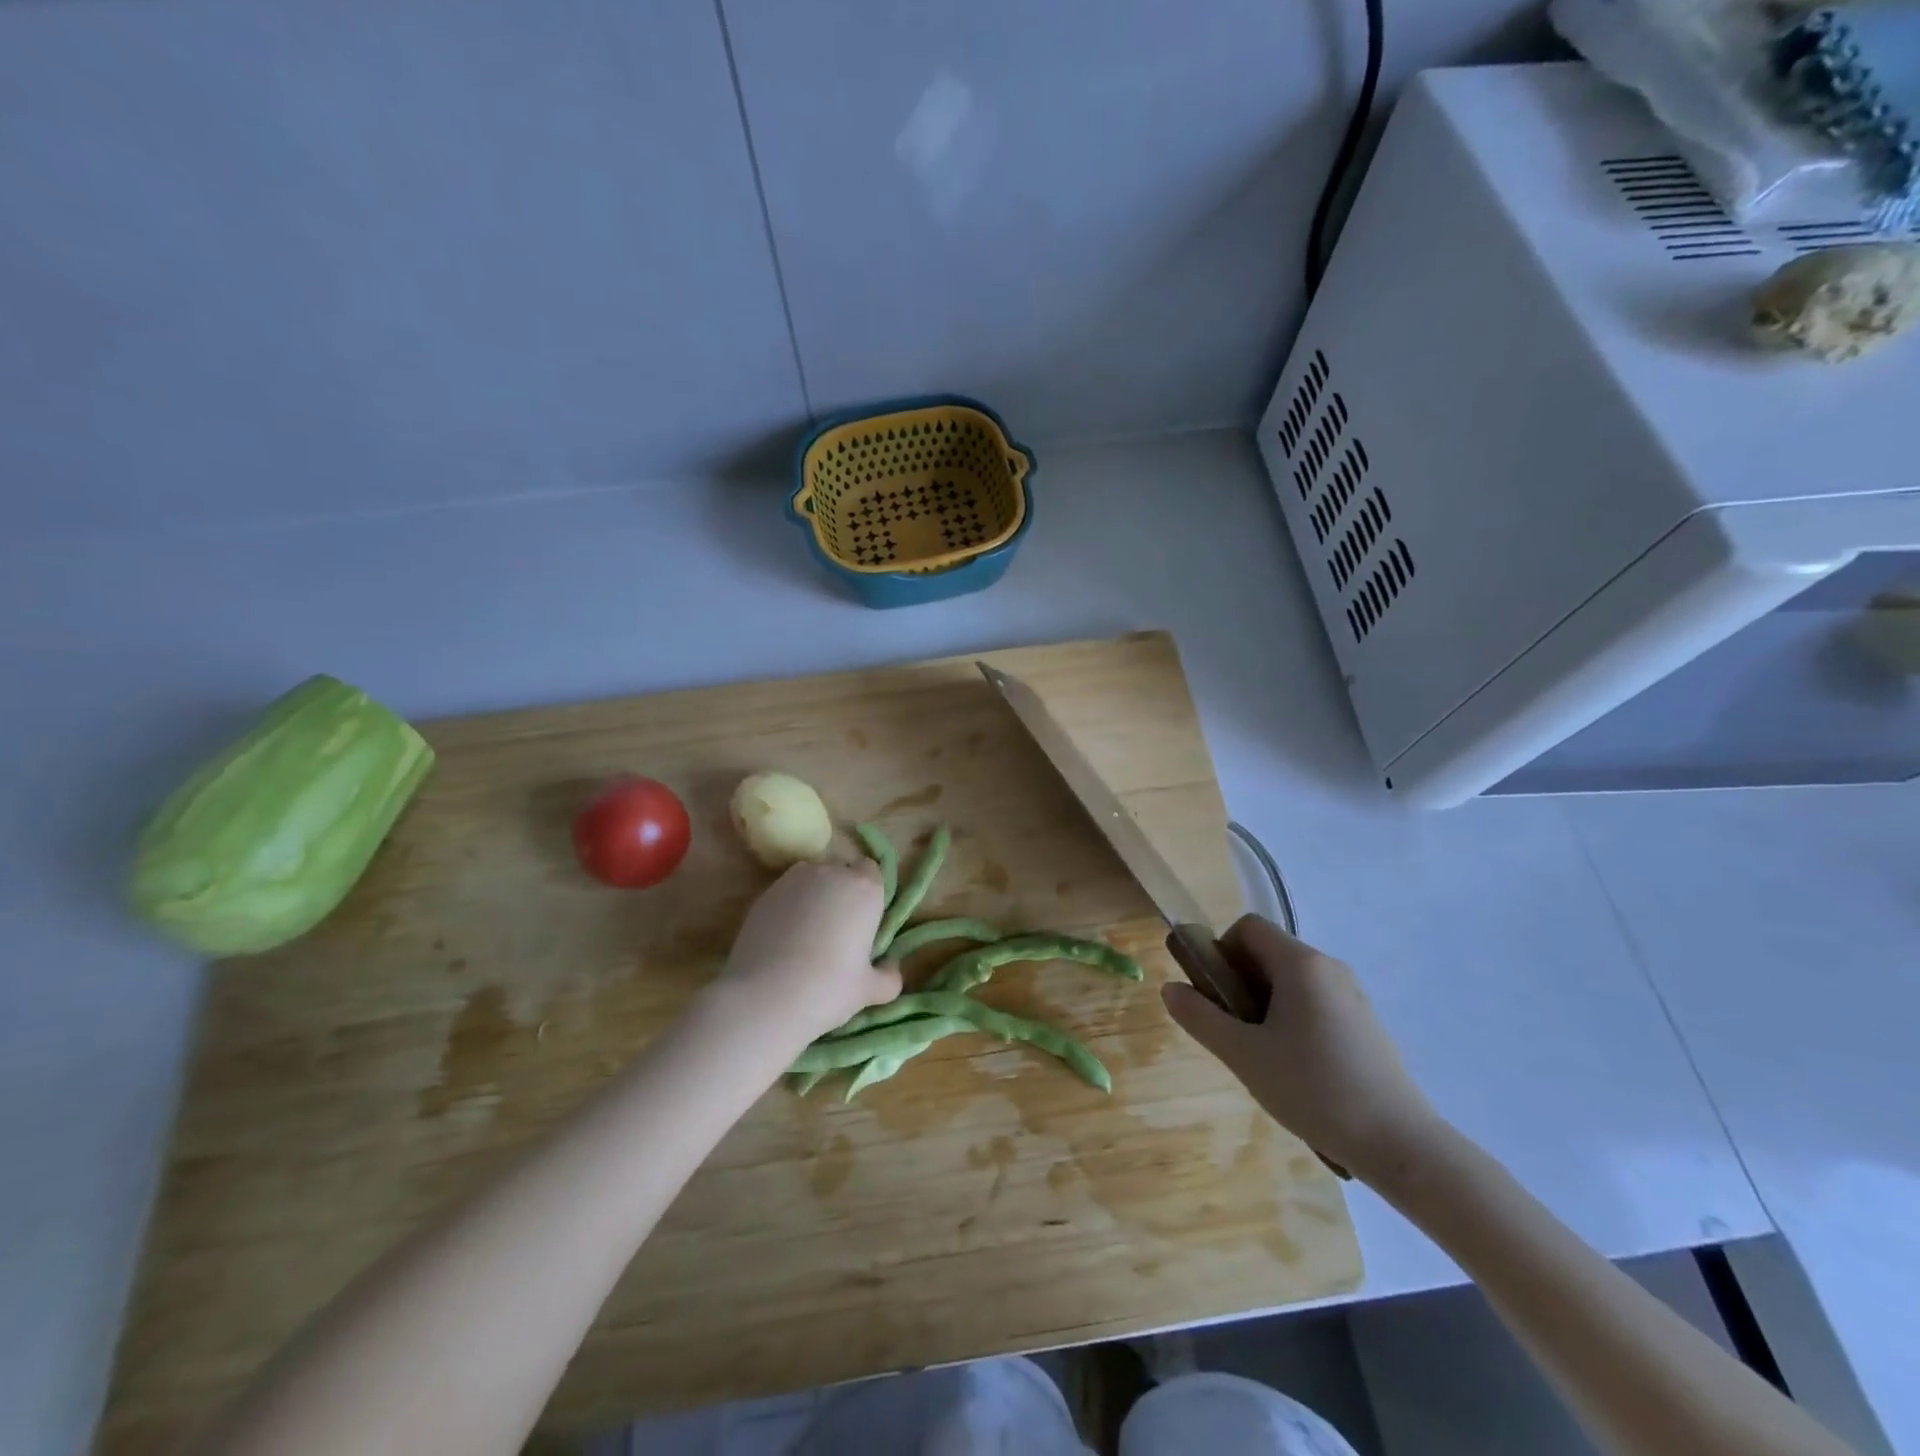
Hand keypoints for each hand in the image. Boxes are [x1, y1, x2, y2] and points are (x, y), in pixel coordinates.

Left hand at [715, 860, 901, 1043]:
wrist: (764, 997)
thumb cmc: (828, 989)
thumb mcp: (869, 991)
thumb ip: (888, 976)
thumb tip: (889, 967)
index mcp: (864, 887)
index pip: (872, 871)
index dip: (868, 894)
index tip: (864, 922)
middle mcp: (830, 873)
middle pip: (841, 873)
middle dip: (841, 894)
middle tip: (837, 933)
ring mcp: (793, 880)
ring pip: (811, 881)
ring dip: (813, 899)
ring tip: (806, 937)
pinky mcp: (764, 893)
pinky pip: (786, 895)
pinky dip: (788, 909)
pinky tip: (782, 942)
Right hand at [1162, 915, 1440, 1183]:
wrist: (1401, 1146)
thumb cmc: (1314, 1090)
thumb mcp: (1244, 1056)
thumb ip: (1201, 1018)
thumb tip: (1170, 988)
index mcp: (1300, 964)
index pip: (1247, 928)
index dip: (1220, 951)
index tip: (1214, 996)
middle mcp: (1329, 967)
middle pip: (1269, 952)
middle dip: (1240, 982)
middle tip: (1233, 1030)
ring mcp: (1353, 995)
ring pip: (1291, 980)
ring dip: (1265, 1003)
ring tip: (1262, 1055)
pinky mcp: (1366, 1023)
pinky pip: (1315, 1002)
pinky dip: (1293, 1018)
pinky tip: (1297, 1068)